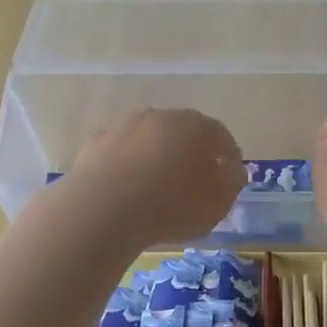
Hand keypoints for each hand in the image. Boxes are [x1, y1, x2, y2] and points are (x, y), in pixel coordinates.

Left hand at [69, 108, 244, 244]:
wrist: (104, 209)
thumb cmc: (173, 205)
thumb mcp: (218, 202)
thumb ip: (231, 182)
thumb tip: (231, 169)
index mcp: (195, 126)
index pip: (220, 135)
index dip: (228, 155)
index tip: (230, 175)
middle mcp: (159, 116)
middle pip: (182, 133)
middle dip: (191, 153)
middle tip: (194, 180)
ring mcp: (123, 127)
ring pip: (149, 141)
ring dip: (156, 158)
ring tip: (158, 187)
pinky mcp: (94, 145)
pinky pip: (121, 155)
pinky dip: (129, 168)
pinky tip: (128, 190)